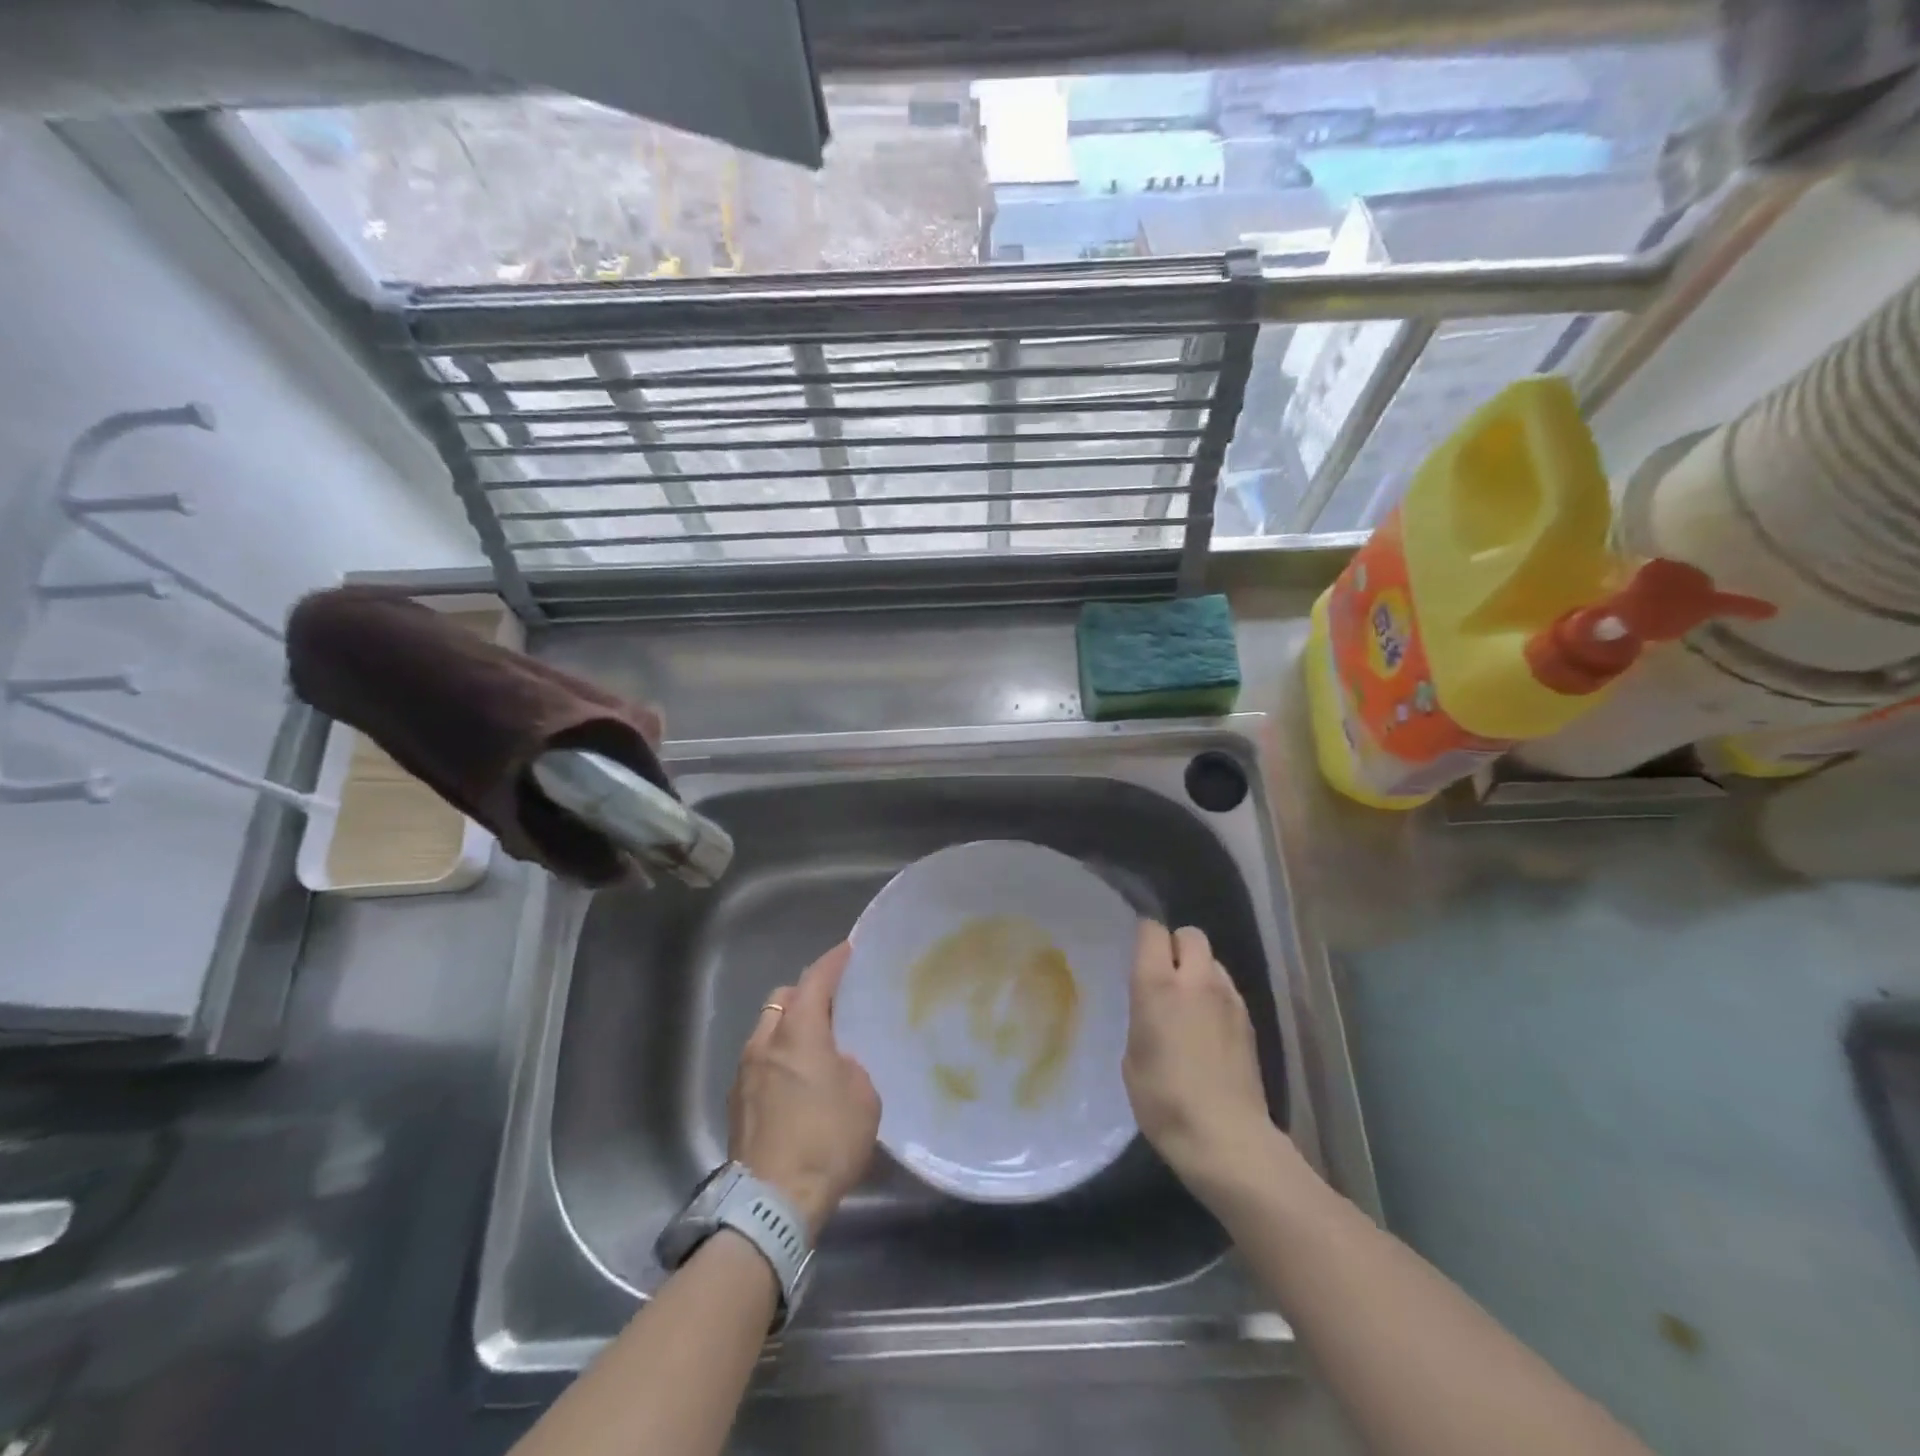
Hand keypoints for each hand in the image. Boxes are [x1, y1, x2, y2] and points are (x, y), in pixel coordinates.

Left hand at [728, 942, 879, 1236]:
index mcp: (799, 1033)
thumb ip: (850, 1067)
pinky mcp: (736, 1104)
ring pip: (766, 1031)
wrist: (772, 1203)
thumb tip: (835, 1064)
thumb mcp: (863, 1098)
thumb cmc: (826, 1141)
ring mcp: (744, 1073)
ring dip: (789, 1029)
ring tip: (815, 1047)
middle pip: (782, 1000)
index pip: (815, 980)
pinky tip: (796, 1083)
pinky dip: (777, 1059)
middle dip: (805, 994)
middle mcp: (765, 1043)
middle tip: (832, 1006)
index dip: (833, 962)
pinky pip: (759, 1063)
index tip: (847, 950)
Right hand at [1123, 921, 1279, 1199]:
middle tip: (1164, 975)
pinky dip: (1215, 996)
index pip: (1153, 930)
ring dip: (1199, 971)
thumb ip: (1143, 1016)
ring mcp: (1229, 999)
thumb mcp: (1133, 1055)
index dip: (1144, 935)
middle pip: (1191, 935)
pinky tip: (1208, 1028)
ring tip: (1188, 1004)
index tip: (1137, 953)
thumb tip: (1154, 1006)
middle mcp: (1197, 980)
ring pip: (1213, 961)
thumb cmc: (1164, 1100)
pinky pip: (1227, 989)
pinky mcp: (1249, 1021)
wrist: (1225, 1138)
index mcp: (1158, 984)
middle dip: (1176, 945)